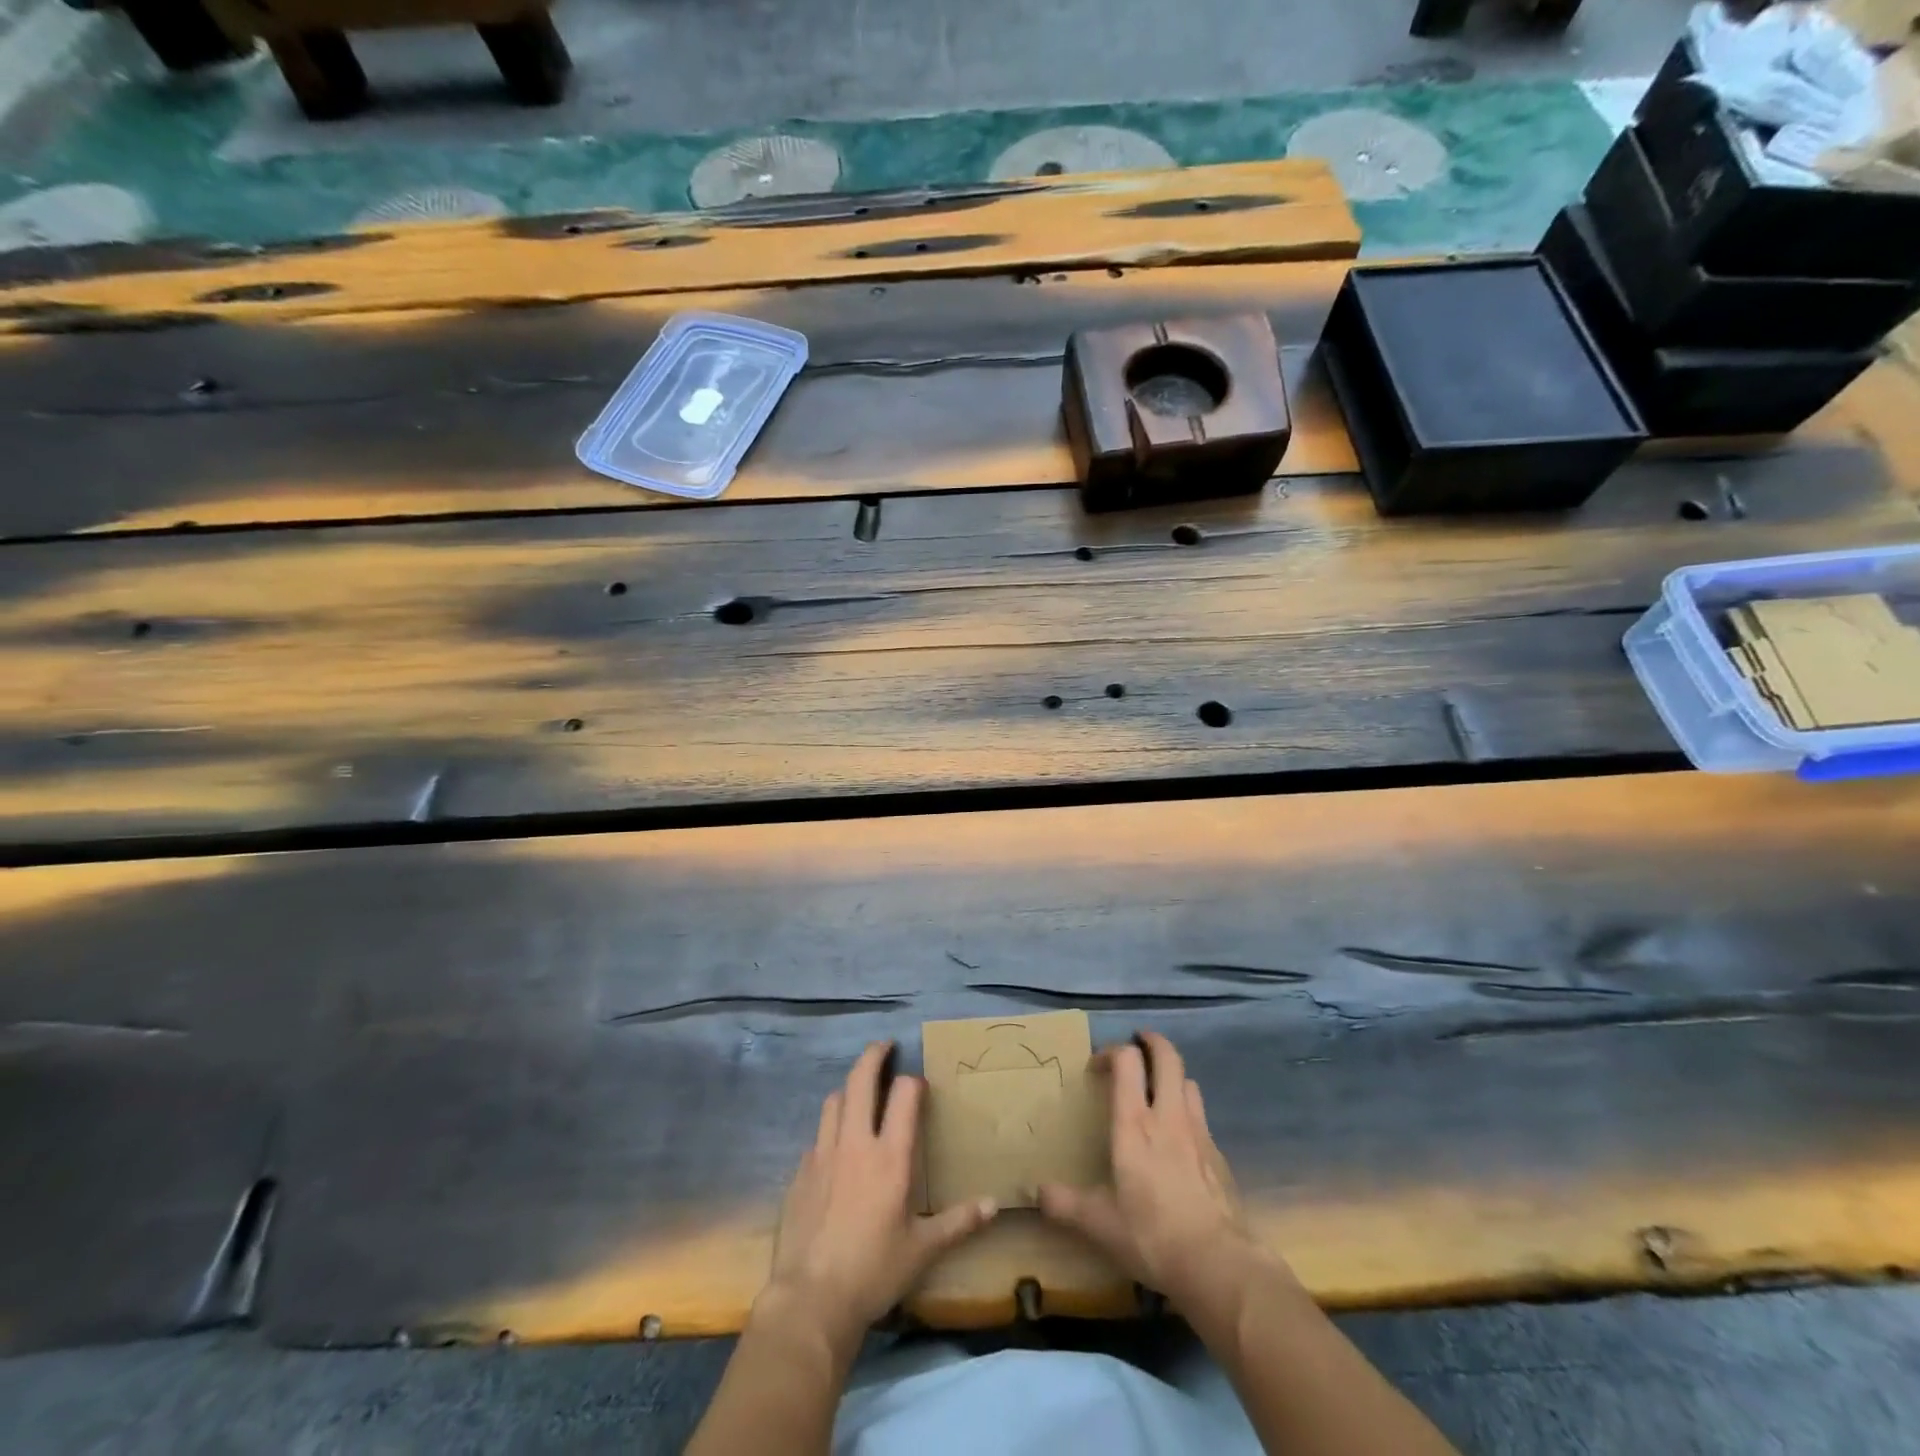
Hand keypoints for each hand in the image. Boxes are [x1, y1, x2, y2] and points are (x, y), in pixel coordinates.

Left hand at [760, 1041, 996, 1350]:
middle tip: (885, 1046)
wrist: (811, 1299)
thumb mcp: (923, 1250)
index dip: (914, 1082)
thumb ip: (959, 1222)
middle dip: (874, 1055)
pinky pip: (817, 1137)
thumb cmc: (874, 1271)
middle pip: (860, 1080)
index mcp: (890, 1157)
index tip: (919, 1086)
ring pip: (833, 1100)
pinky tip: (836, 1149)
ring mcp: (823, 1154)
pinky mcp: (800, 1172)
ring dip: (849, 1088)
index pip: (905, 1095)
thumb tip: (994, 1205)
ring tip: (860, 1092)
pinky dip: (830, 1130)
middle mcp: (855, 1143)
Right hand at [1039, 1031, 1273, 1309]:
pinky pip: (1202, 1119)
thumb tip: (1036, 1193)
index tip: (1097, 1066)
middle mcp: (1168, 1116)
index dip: (1112, 1052)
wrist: (1218, 1264)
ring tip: (1159, 1090)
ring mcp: (1199, 1134)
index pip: (1127, 1061)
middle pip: (1168, 1058)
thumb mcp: (1099, 1224)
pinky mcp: (1219, 1156)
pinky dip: (1188, 1115)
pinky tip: (1180, 1142)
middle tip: (1139, 1044)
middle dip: (1153, 1043)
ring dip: (1172, 1077)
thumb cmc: (1151, 1234)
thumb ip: (1065, 1204)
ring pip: (1189, 1083)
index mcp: (1135, 1124)